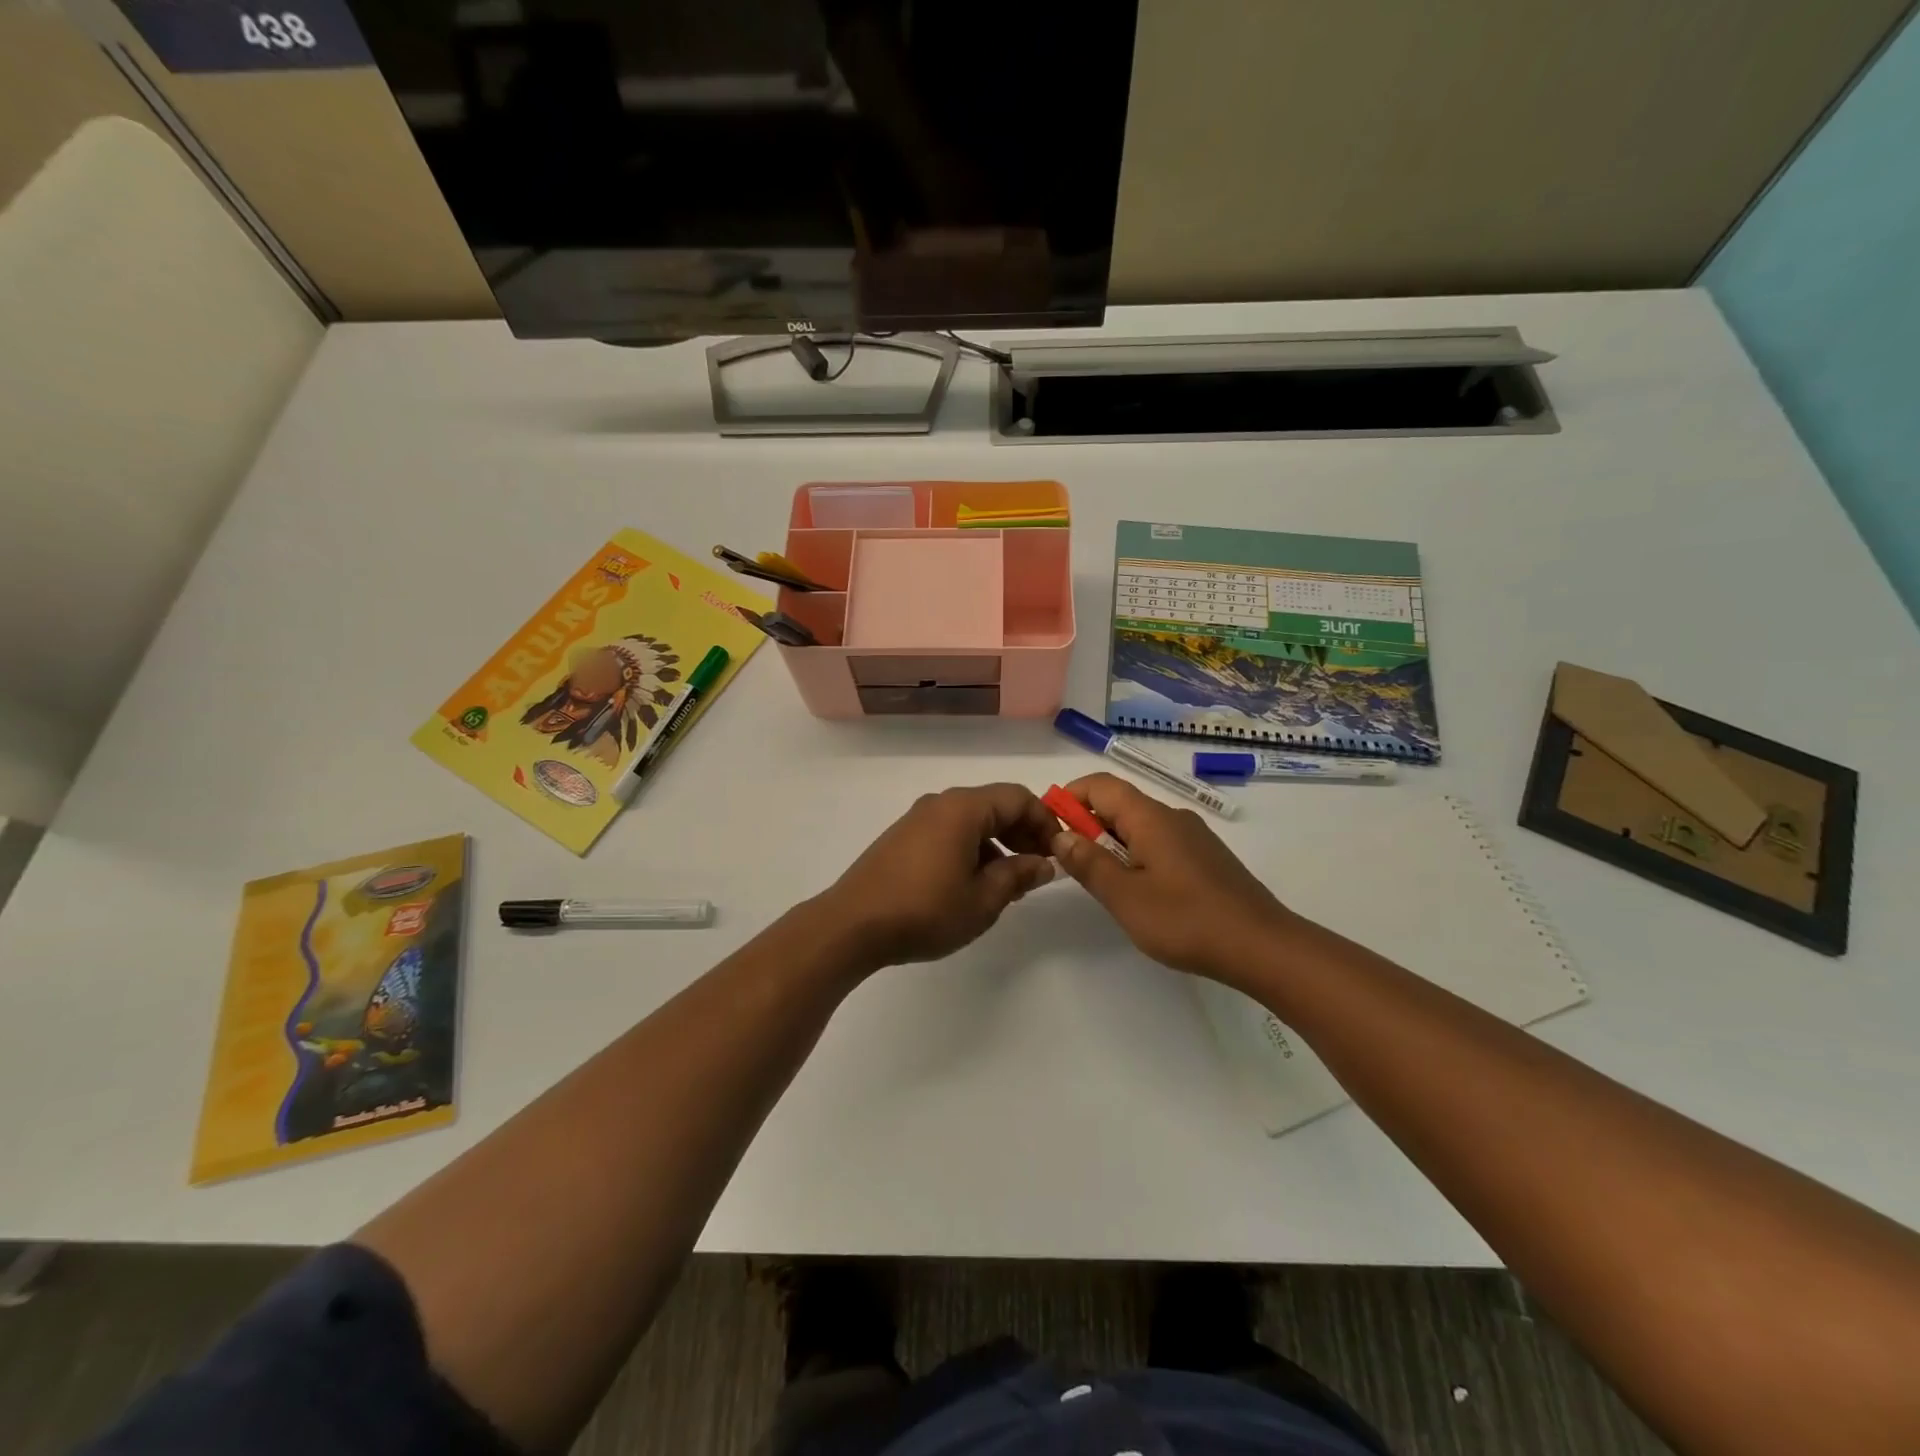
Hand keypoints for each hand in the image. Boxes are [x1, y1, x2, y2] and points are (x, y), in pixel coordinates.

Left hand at [816, 784, 1058, 969]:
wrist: (852, 925)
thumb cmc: (926, 910)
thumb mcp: (983, 899)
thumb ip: (1018, 875)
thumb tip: (1044, 863)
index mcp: (963, 808)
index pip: (1018, 797)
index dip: (1045, 821)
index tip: (1057, 853)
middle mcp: (940, 803)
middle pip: (994, 805)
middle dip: (1022, 833)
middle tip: (1038, 869)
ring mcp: (917, 820)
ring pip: (971, 821)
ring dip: (997, 844)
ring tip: (1008, 884)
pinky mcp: (902, 838)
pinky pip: (949, 832)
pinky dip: (971, 849)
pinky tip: (972, 884)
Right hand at [1049, 773, 1302, 982]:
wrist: (1262, 947)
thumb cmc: (1186, 920)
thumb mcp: (1125, 896)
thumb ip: (1088, 863)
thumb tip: (1061, 835)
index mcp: (1151, 817)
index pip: (1101, 784)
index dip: (1070, 796)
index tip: (1049, 826)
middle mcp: (1173, 816)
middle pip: (1120, 803)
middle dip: (1088, 824)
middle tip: (1070, 862)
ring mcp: (1194, 837)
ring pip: (1140, 825)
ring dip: (1112, 843)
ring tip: (1102, 882)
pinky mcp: (1206, 858)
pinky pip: (1160, 843)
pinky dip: (1137, 855)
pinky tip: (1140, 892)